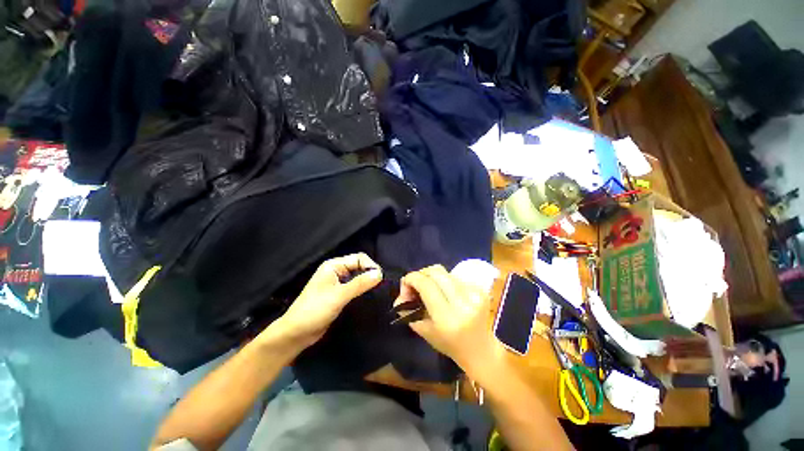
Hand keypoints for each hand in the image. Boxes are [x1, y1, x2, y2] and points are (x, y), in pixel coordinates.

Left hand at [267, 253, 381, 348]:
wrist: (296, 334)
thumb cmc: (314, 311)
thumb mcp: (339, 296)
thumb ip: (359, 284)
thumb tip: (379, 274)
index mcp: (334, 266)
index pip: (358, 258)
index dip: (370, 266)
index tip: (381, 279)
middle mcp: (336, 271)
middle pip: (359, 266)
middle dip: (370, 274)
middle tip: (381, 286)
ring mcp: (337, 283)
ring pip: (358, 278)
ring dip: (367, 283)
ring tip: (378, 291)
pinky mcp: (339, 295)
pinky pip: (355, 288)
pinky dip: (363, 290)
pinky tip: (370, 297)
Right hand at [396, 265, 499, 372]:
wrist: (481, 350)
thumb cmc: (449, 345)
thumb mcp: (423, 331)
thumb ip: (408, 309)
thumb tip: (400, 293)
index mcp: (447, 318)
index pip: (426, 284)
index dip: (411, 279)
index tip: (405, 285)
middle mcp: (463, 302)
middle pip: (436, 271)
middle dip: (421, 274)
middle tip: (416, 285)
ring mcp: (474, 294)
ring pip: (445, 272)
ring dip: (433, 277)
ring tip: (430, 288)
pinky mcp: (481, 290)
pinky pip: (455, 276)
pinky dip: (445, 281)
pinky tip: (445, 292)